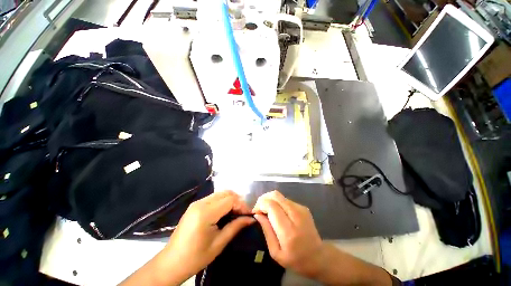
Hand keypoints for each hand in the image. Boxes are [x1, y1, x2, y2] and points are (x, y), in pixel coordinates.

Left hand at [161, 191, 255, 281]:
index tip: (247, 215)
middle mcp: (200, 203)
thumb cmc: (195, 257)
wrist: (171, 263)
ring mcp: (196, 203)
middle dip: (237, 201)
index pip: (230, 199)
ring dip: (230, 200)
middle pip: (225, 193)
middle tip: (242, 213)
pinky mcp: (195, 205)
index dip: (241, 205)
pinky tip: (225, 212)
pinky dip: (223, 202)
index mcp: (205, 213)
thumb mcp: (219, 243)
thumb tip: (251, 219)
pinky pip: (214, 198)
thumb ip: (236, 227)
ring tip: (235, 213)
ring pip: (220, 194)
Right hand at [252, 191, 324, 278]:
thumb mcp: (276, 252)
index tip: (255, 212)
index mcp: (289, 230)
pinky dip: (277, 203)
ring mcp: (301, 209)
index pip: (271, 206)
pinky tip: (276, 212)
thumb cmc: (296, 260)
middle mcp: (296, 215)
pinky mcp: (303, 207)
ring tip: (266, 211)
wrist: (319, 257)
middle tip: (259, 209)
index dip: (260, 205)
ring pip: (279, 196)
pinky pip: (285, 200)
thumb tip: (257, 214)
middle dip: (263, 199)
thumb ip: (266, 230)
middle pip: (275, 195)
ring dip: (270, 200)